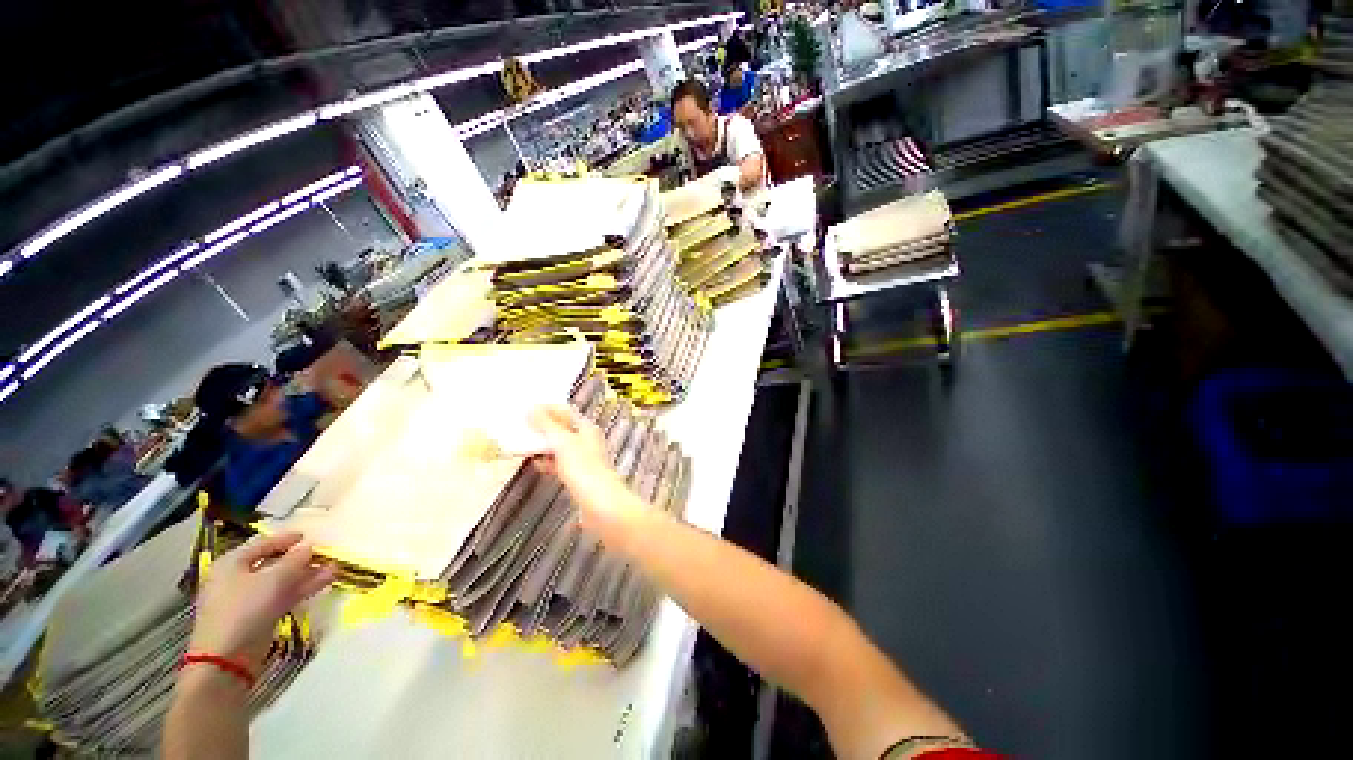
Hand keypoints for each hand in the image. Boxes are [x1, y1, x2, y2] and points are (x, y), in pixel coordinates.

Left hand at [189, 533, 334, 672]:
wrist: (227, 658)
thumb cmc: (244, 609)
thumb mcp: (273, 580)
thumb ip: (294, 560)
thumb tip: (309, 546)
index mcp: (232, 563)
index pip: (263, 544)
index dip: (286, 539)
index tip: (309, 535)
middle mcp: (237, 577)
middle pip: (273, 563)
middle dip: (301, 559)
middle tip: (325, 553)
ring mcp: (248, 598)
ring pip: (281, 581)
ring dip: (307, 574)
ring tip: (334, 569)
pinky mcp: (258, 615)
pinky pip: (282, 596)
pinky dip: (302, 589)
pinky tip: (324, 583)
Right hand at [529, 405, 650, 541]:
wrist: (602, 507)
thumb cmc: (585, 470)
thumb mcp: (563, 444)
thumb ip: (547, 426)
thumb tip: (531, 408)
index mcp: (586, 428)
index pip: (565, 411)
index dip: (546, 408)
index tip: (523, 409)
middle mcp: (586, 440)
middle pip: (562, 428)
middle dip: (542, 427)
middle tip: (518, 426)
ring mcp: (583, 458)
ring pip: (559, 446)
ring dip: (542, 444)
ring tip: (521, 443)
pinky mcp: (579, 476)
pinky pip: (560, 463)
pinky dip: (547, 461)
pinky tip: (535, 464)